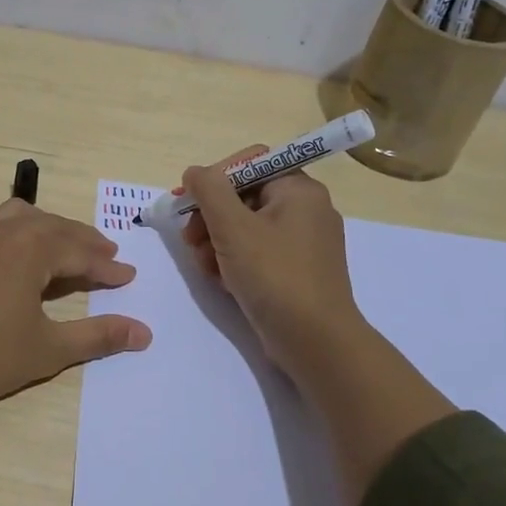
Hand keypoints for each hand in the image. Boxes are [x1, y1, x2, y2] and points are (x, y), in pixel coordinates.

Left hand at [0, 199, 152, 414]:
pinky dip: (23, 232)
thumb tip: (144, 333)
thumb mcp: (48, 348)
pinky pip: (0, 225)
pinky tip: (22, 253)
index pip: (81, 252)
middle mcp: (6, 231)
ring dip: (52, 230)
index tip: (128, 277)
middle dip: (84, 242)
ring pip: (24, 218)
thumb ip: (98, 336)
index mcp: (32, 248)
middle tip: (107, 256)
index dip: (107, 268)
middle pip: (55, 228)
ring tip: (69, 246)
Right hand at [179, 149, 367, 382]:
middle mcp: (306, 209)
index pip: (251, 163)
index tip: (189, 202)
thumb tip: (195, 172)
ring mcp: (303, 243)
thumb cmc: (274, 275)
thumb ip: (209, 190)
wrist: (315, 342)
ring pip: (246, 227)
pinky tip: (220, 280)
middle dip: (211, 216)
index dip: (215, 178)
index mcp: (299, 190)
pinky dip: (234, 261)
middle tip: (190, 239)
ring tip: (203, 265)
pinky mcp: (296, 271)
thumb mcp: (233, 227)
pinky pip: (257, 252)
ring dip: (216, 241)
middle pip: (244, 196)